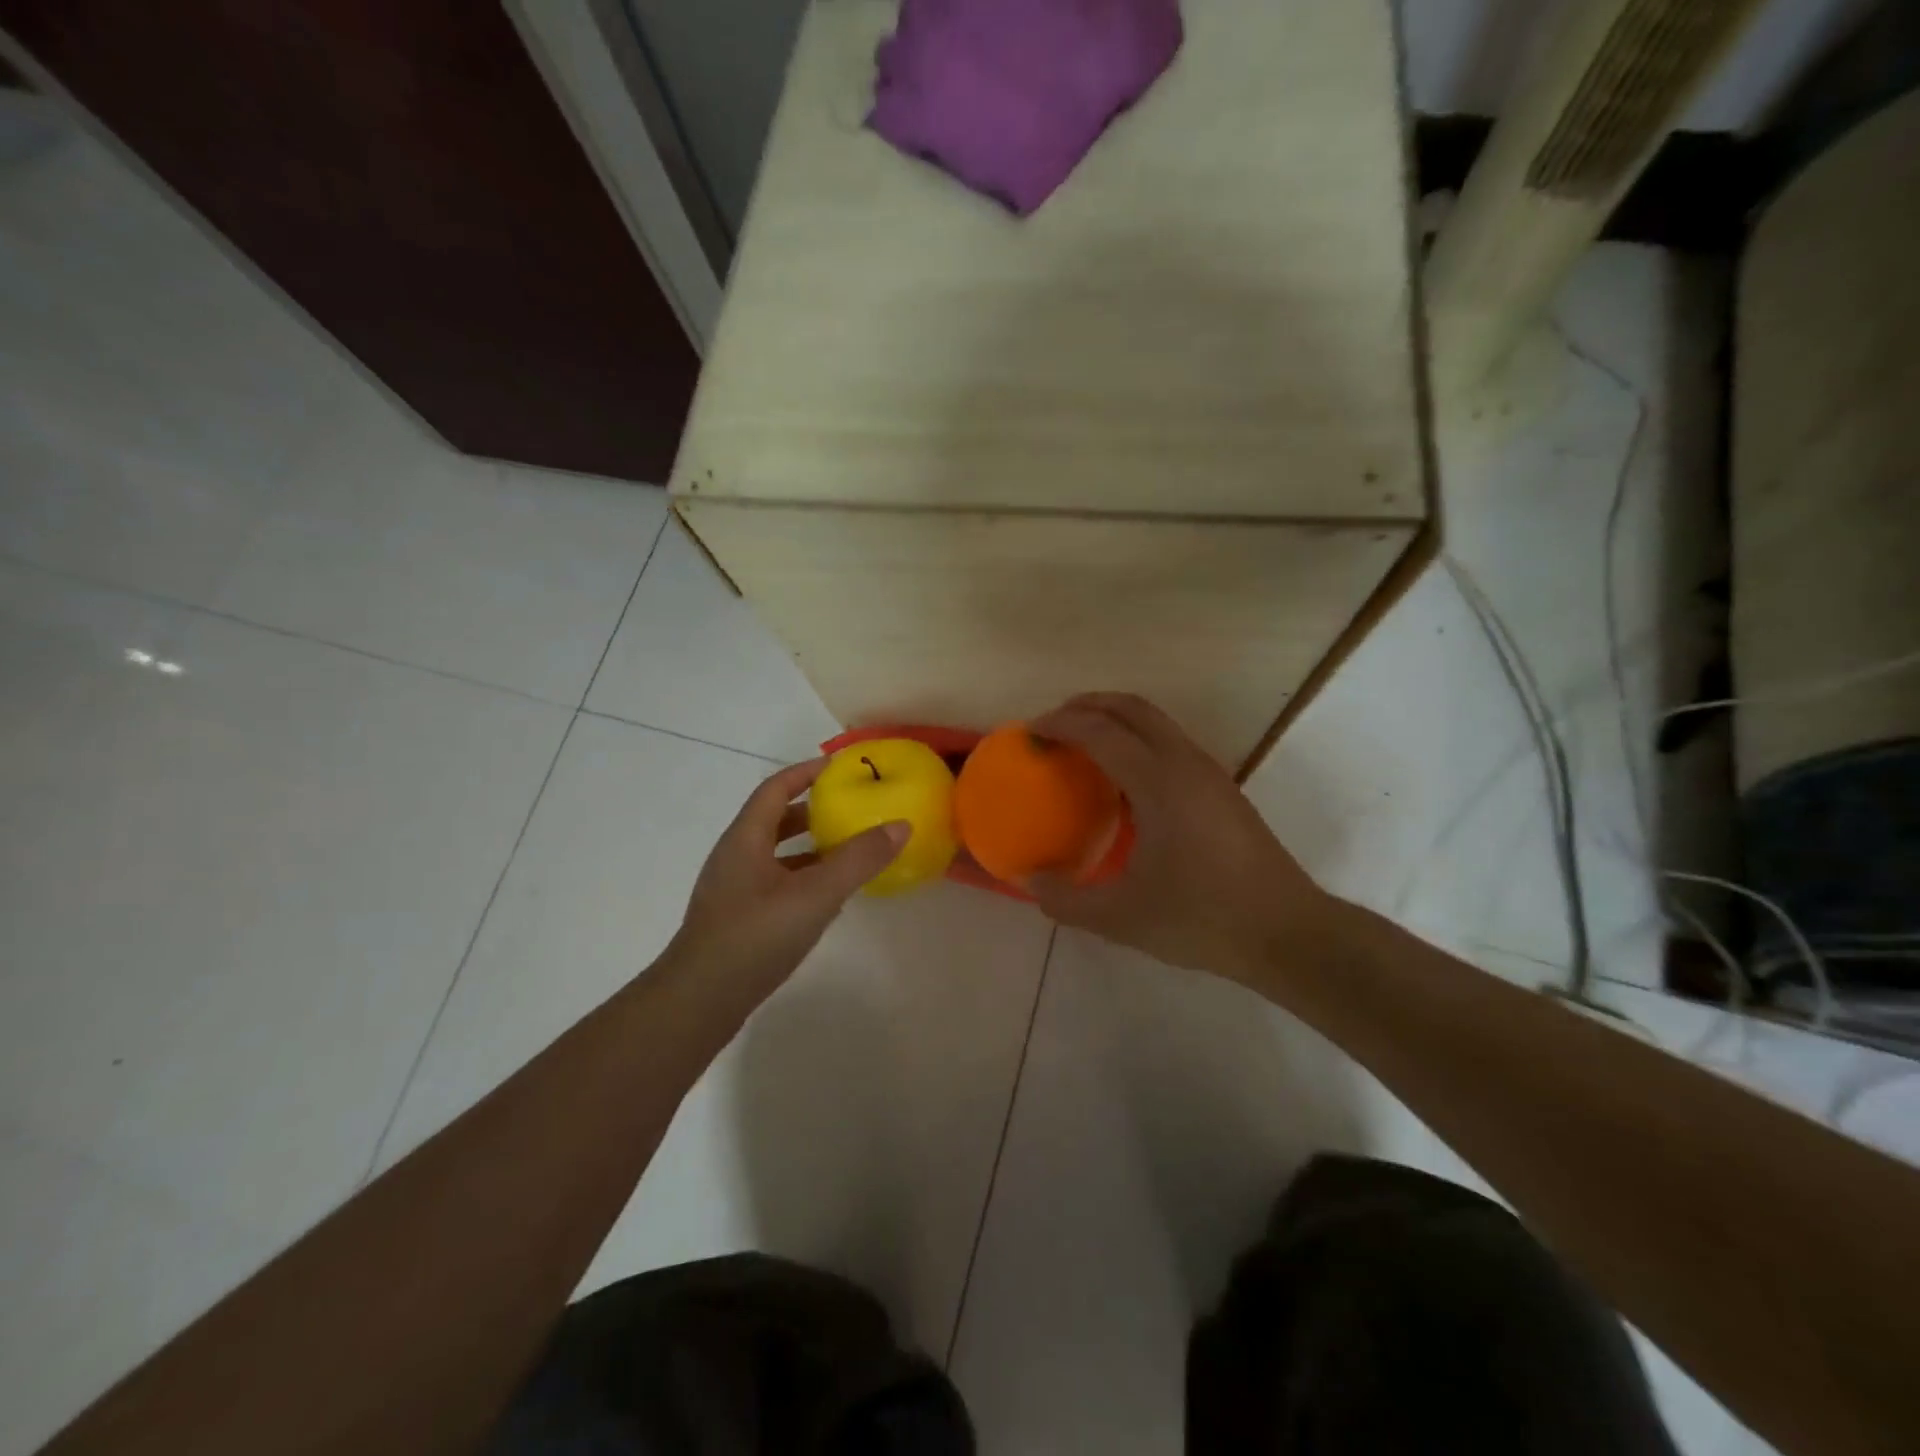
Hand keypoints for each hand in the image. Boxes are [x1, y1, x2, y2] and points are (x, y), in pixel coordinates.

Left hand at [668, 759, 906, 1002]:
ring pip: (776, 854)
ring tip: (848, 849)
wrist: (699, 1002)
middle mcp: (735, 857)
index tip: (839, 766)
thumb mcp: (815, 894)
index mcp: (745, 838)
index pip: (776, 788)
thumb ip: (858, 860)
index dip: (806, 772)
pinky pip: (776, 882)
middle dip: (812, 809)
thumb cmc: (755, 937)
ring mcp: (733, 890)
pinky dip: (803, 877)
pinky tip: (828, 896)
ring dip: (809, 846)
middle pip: (775, 819)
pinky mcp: (738, 919)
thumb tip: (900, 825)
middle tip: (850, 807)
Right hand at [1029, 693, 1329, 980]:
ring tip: (1083, 747)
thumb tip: (1029, 882)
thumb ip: (1066, 900)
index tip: (1030, 732)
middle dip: (1088, 705)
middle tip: (1053, 725)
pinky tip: (1124, 783)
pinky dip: (1137, 741)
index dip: (1060, 724)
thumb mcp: (1122, 919)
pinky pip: (1170, 743)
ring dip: (1115, 720)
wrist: (1287, 932)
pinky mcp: (1222, 789)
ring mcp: (1209, 773)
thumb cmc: (1202, 918)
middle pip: (1132, 708)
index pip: (1100, 732)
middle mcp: (1185, 763)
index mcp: (1158, 783)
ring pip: (1156, 722)